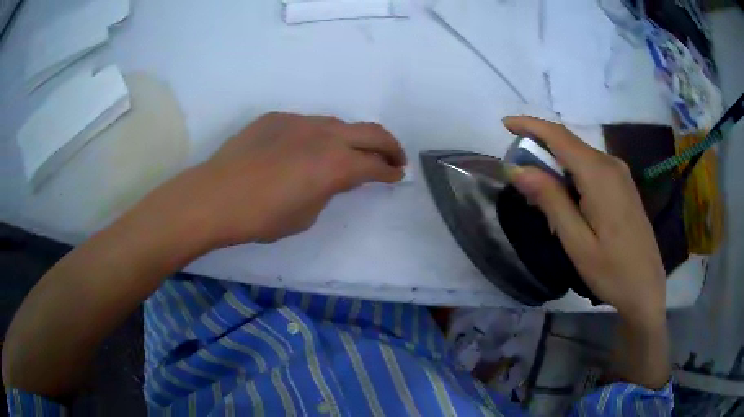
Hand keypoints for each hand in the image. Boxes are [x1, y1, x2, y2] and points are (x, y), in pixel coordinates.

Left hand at [189, 112, 405, 244]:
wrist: (216, 196)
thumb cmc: (262, 217)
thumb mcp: (306, 215)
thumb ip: (328, 190)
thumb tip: (334, 178)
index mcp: (335, 164)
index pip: (374, 164)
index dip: (389, 171)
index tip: (396, 175)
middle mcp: (324, 135)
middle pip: (370, 132)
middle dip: (389, 145)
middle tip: (394, 158)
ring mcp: (299, 121)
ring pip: (338, 124)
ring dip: (352, 138)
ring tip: (350, 152)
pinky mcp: (277, 118)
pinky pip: (306, 124)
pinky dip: (318, 136)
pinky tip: (304, 149)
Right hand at [503, 116, 665, 324]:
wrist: (646, 287)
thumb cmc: (611, 270)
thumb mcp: (576, 241)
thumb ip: (550, 200)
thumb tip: (518, 169)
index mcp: (599, 174)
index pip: (559, 136)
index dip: (530, 125)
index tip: (505, 124)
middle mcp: (611, 164)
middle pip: (569, 143)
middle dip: (540, 147)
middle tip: (518, 171)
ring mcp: (620, 174)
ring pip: (580, 156)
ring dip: (555, 164)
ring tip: (539, 192)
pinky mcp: (623, 185)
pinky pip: (591, 168)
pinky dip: (571, 174)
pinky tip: (566, 198)